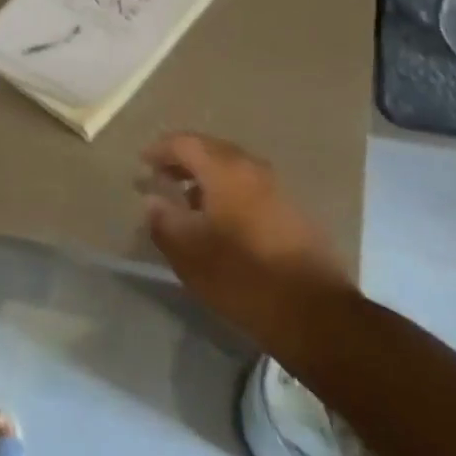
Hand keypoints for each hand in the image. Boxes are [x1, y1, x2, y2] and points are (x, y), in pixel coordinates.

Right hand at [141, 133, 352, 352]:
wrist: (313, 311)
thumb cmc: (241, 277)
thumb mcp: (188, 253)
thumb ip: (164, 220)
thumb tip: (153, 199)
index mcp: (226, 171)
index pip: (186, 144)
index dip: (160, 150)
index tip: (142, 162)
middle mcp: (255, 169)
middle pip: (212, 151)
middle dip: (183, 161)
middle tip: (161, 177)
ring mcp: (279, 188)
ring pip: (234, 170)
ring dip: (207, 178)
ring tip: (186, 201)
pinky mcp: (293, 211)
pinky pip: (251, 188)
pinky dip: (228, 193)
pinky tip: (219, 220)